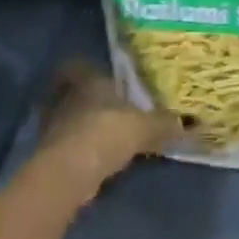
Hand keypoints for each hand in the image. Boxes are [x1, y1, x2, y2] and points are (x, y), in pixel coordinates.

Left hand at [35, 59, 177, 196]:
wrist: (70, 172)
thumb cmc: (107, 132)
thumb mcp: (145, 126)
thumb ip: (165, 124)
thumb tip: (189, 123)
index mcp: (87, 81)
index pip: (77, 65)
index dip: (83, 69)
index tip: (97, 76)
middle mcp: (65, 99)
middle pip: (70, 93)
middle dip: (86, 100)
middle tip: (107, 107)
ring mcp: (52, 127)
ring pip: (67, 120)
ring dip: (82, 127)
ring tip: (105, 135)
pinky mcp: (48, 155)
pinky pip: (66, 146)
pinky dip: (79, 151)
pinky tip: (97, 159)